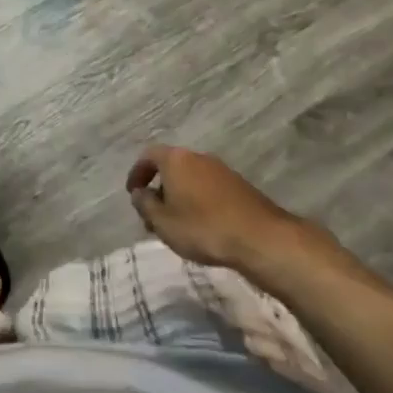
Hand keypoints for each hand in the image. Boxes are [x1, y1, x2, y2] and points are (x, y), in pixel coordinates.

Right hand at [125, 145, 297, 269]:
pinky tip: (201, 225)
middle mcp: (198, 157)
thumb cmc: (203, 228)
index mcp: (176, 159)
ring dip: (179, 196)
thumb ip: (145, 205)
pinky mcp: (238, 185)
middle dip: (159, 188)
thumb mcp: (163, 222)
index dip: (137, 173)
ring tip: (176, 224)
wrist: (259, 237)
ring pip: (191, 178)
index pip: (149, 155)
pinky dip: (198, 200)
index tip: (133, 194)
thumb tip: (139, 193)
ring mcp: (221, 169)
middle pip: (171, 166)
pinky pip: (208, 187)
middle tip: (154, 215)